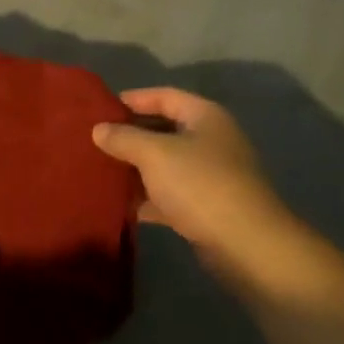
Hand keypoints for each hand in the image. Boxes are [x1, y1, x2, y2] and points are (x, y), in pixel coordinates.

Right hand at [93, 88, 288, 268]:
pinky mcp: (208, 208)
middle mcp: (211, 140)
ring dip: (137, 168)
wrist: (248, 247)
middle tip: (96, 141)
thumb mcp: (154, 154)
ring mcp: (211, 176)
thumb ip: (124, 138)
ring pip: (166, 164)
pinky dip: (149, 197)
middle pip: (164, 129)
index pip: (164, 96)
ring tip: (101, 170)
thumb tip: (98, 129)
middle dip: (130, 136)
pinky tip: (121, 204)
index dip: (132, 99)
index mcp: (205, 116)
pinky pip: (171, 194)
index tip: (101, 109)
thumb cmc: (200, 185)